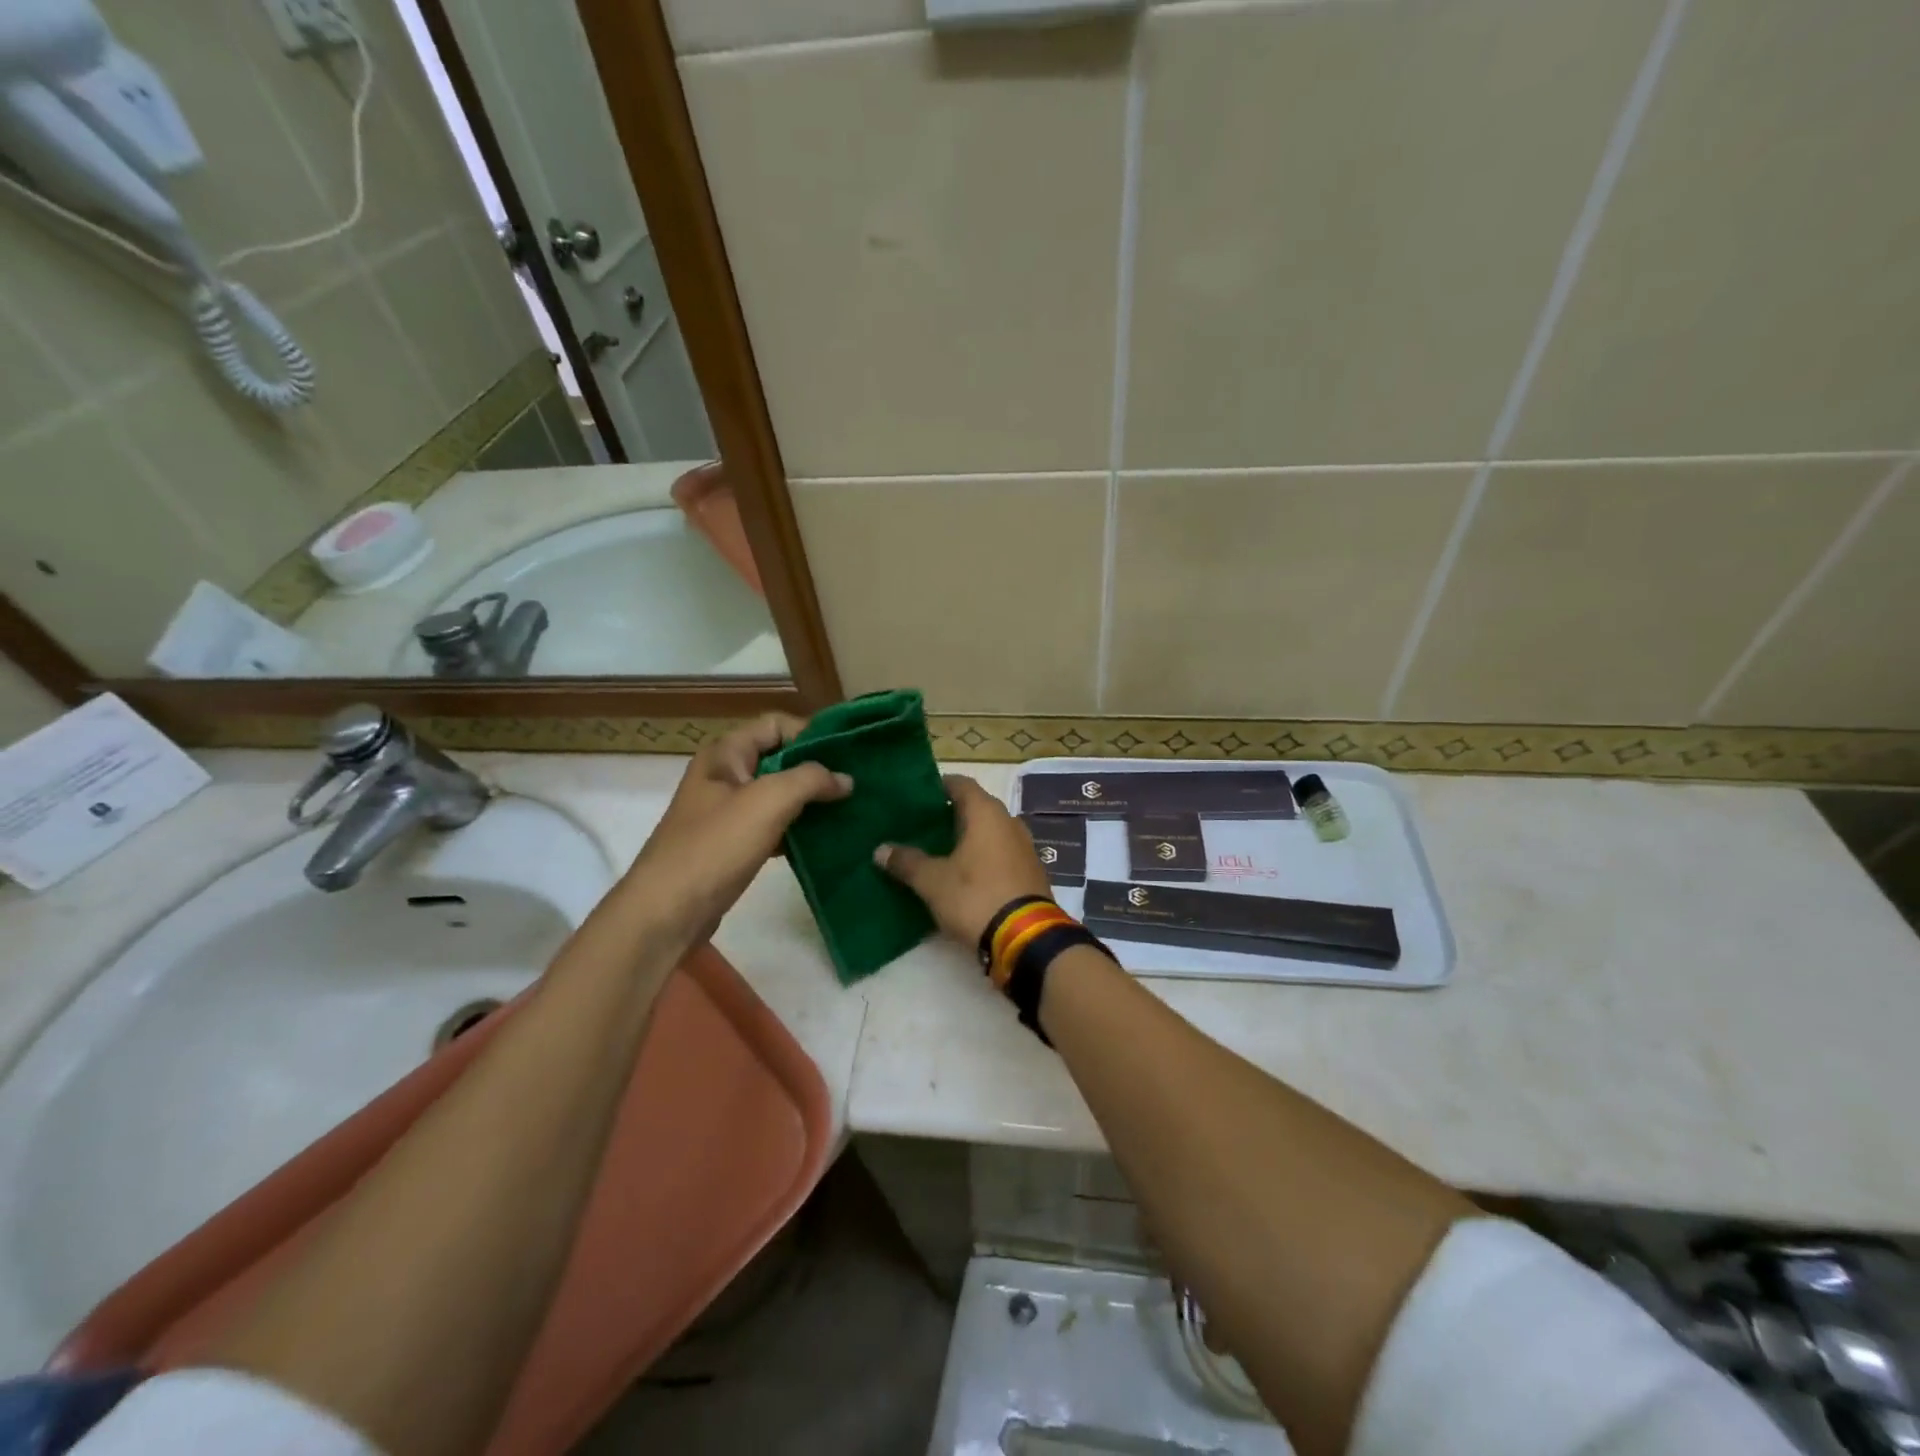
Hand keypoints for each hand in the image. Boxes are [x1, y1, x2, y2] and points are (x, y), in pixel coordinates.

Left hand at [623, 714, 850, 948]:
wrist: (666, 912)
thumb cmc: (715, 846)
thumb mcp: (768, 801)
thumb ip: (811, 780)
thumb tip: (845, 779)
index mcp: (726, 754)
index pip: (776, 724)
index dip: (811, 733)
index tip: (848, 754)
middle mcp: (725, 775)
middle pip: (780, 758)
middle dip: (817, 769)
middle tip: (856, 783)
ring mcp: (727, 812)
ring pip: (778, 794)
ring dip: (810, 801)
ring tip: (849, 810)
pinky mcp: (732, 844)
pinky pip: (772, 825)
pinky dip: (797, 829)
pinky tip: (824, 840)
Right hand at [875, 775, 1051, 947]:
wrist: (1026, 939)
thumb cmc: (976, 897)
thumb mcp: (933, 881)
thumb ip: (907, 861)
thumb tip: (880, 849)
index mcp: (986, 813)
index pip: (961, 784)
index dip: (938, 786)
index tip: (916, 797)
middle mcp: (1009, 822)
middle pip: (976, 807)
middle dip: (949, 815)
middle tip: (920, 826)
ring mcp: (1024, 847)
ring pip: (989, 832)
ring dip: (967, 838)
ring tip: (938, 850)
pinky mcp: (1030, 872)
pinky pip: (1000, 853)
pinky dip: (982, 857)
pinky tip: (963, 873)